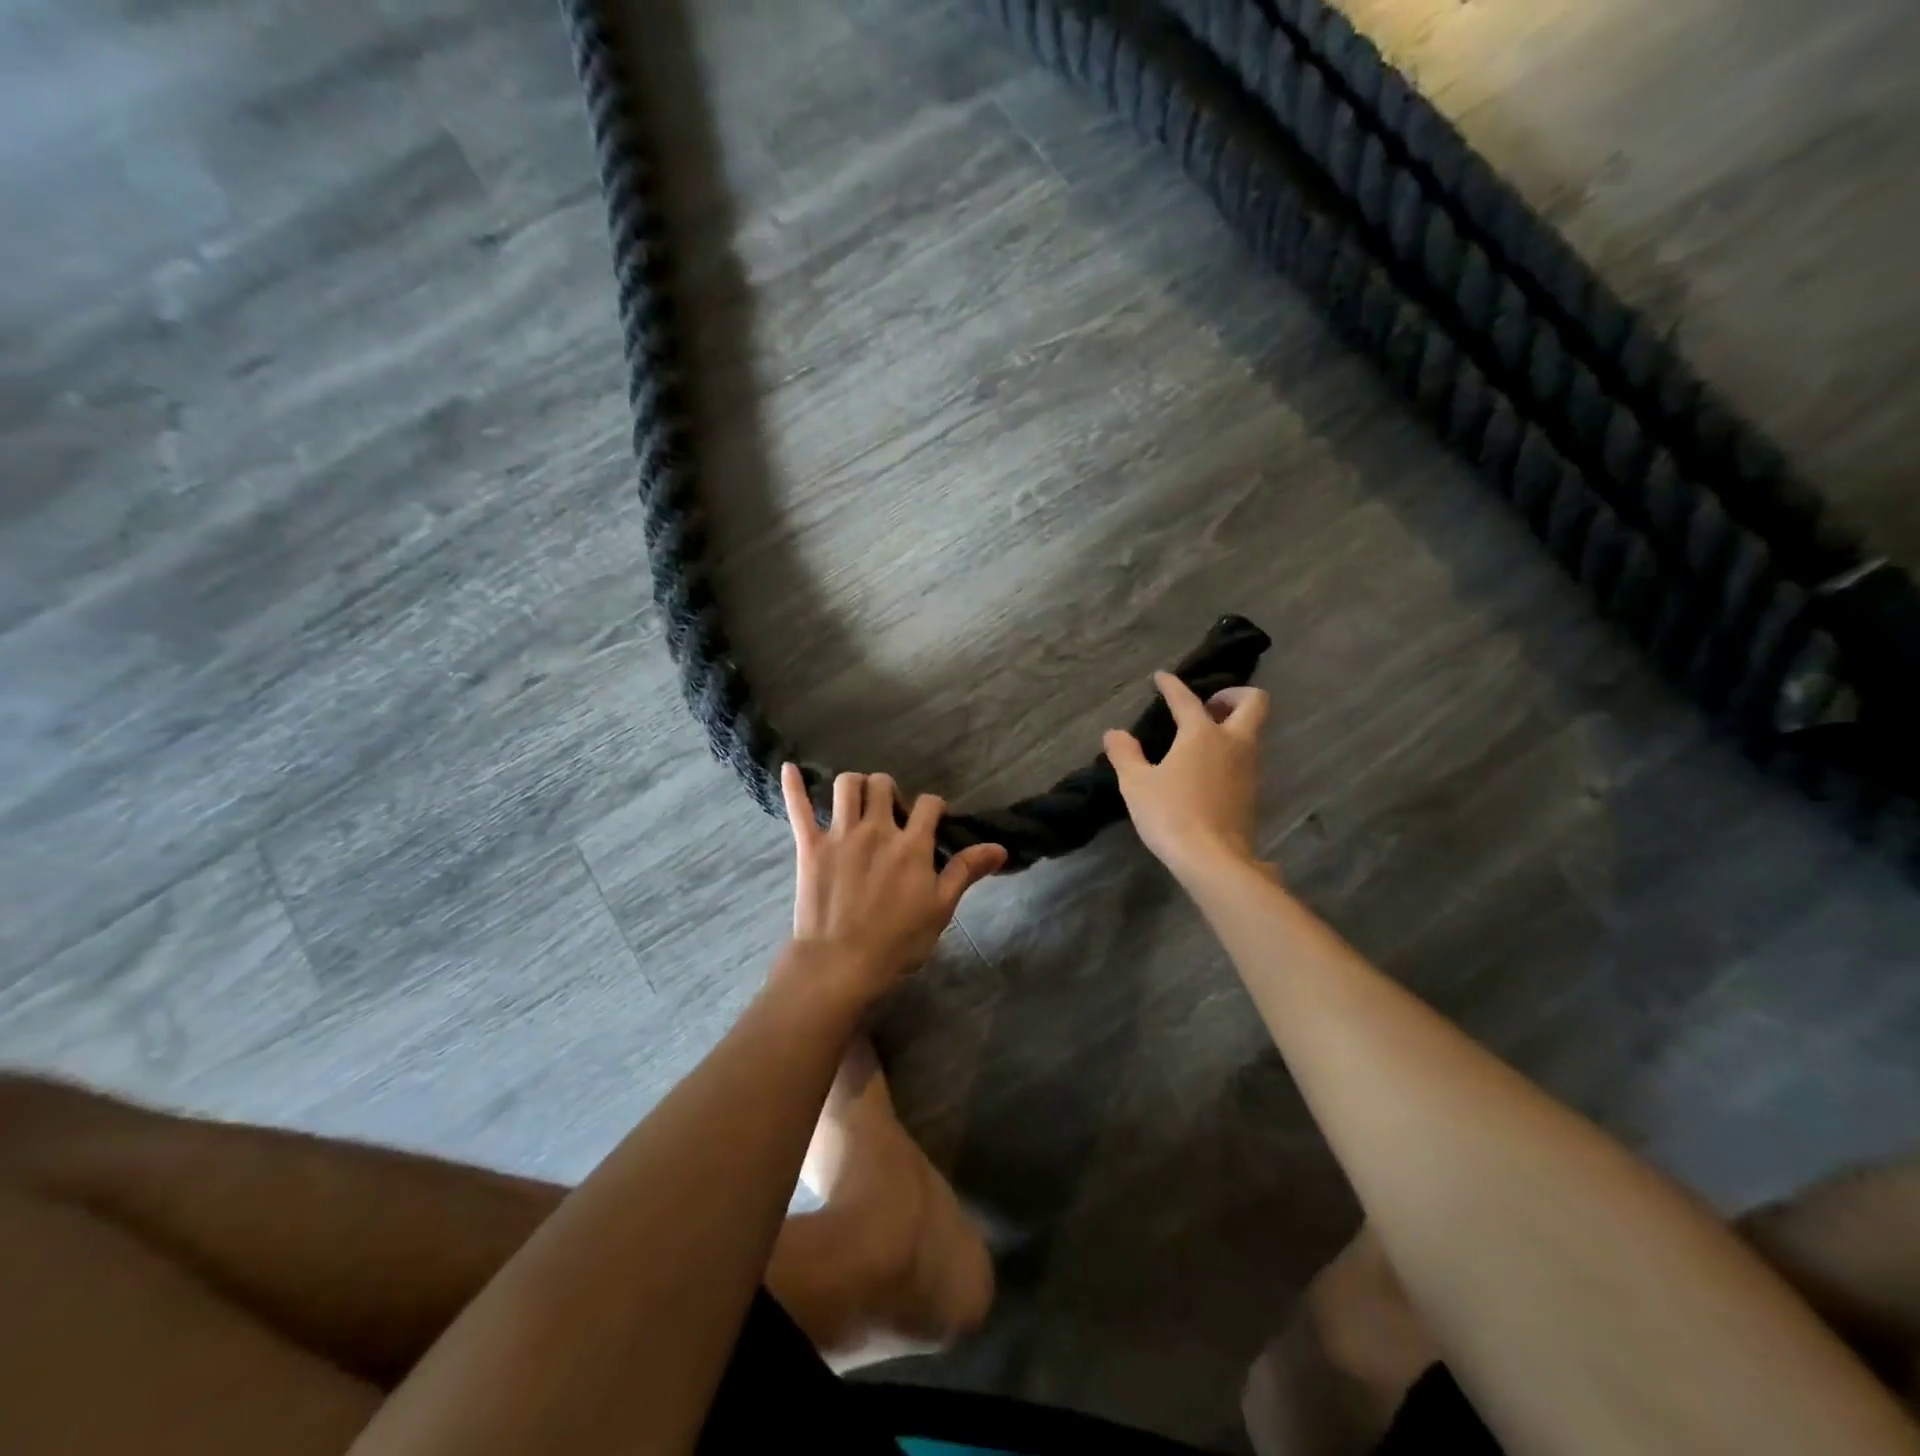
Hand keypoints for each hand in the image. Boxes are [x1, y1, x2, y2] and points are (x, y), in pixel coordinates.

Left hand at [779, 763, 1006, 1004]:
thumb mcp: (941, 908)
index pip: (929, 804)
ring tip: (858, 801)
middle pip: (884, 784)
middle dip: (890, 791)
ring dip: (856, 785)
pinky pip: (799, 807)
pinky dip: (794, 786)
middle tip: (892, 813)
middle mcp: (877, 829)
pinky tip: (790, 768)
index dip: (934, 808)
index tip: (933, 820)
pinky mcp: (810, 846)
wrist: (841, 964)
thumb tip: (999, 847)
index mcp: (912, 845)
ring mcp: (840, 834)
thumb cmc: (897, 942)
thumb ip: (966, 871)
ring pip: (847, 785)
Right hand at [1104, 672, 1270, 884]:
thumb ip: (1125, 754)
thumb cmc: (1171, 814)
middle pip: (1254, 703)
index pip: (1187, 699)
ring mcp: (1249, 769)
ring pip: (1252, 732)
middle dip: (1233, 695)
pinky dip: (1231, 754)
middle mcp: (1233, 743)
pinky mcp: (1253, 793)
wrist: (1213, 859)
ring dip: (1233, 726)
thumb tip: (1115, 734)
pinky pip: (1247, 759)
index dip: (1172, 685)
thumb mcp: (1136, 783)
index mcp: (1202, 734)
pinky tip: (1208, 770)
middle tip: (1208, 706)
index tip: (1162, 677)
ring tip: (1202, 739)